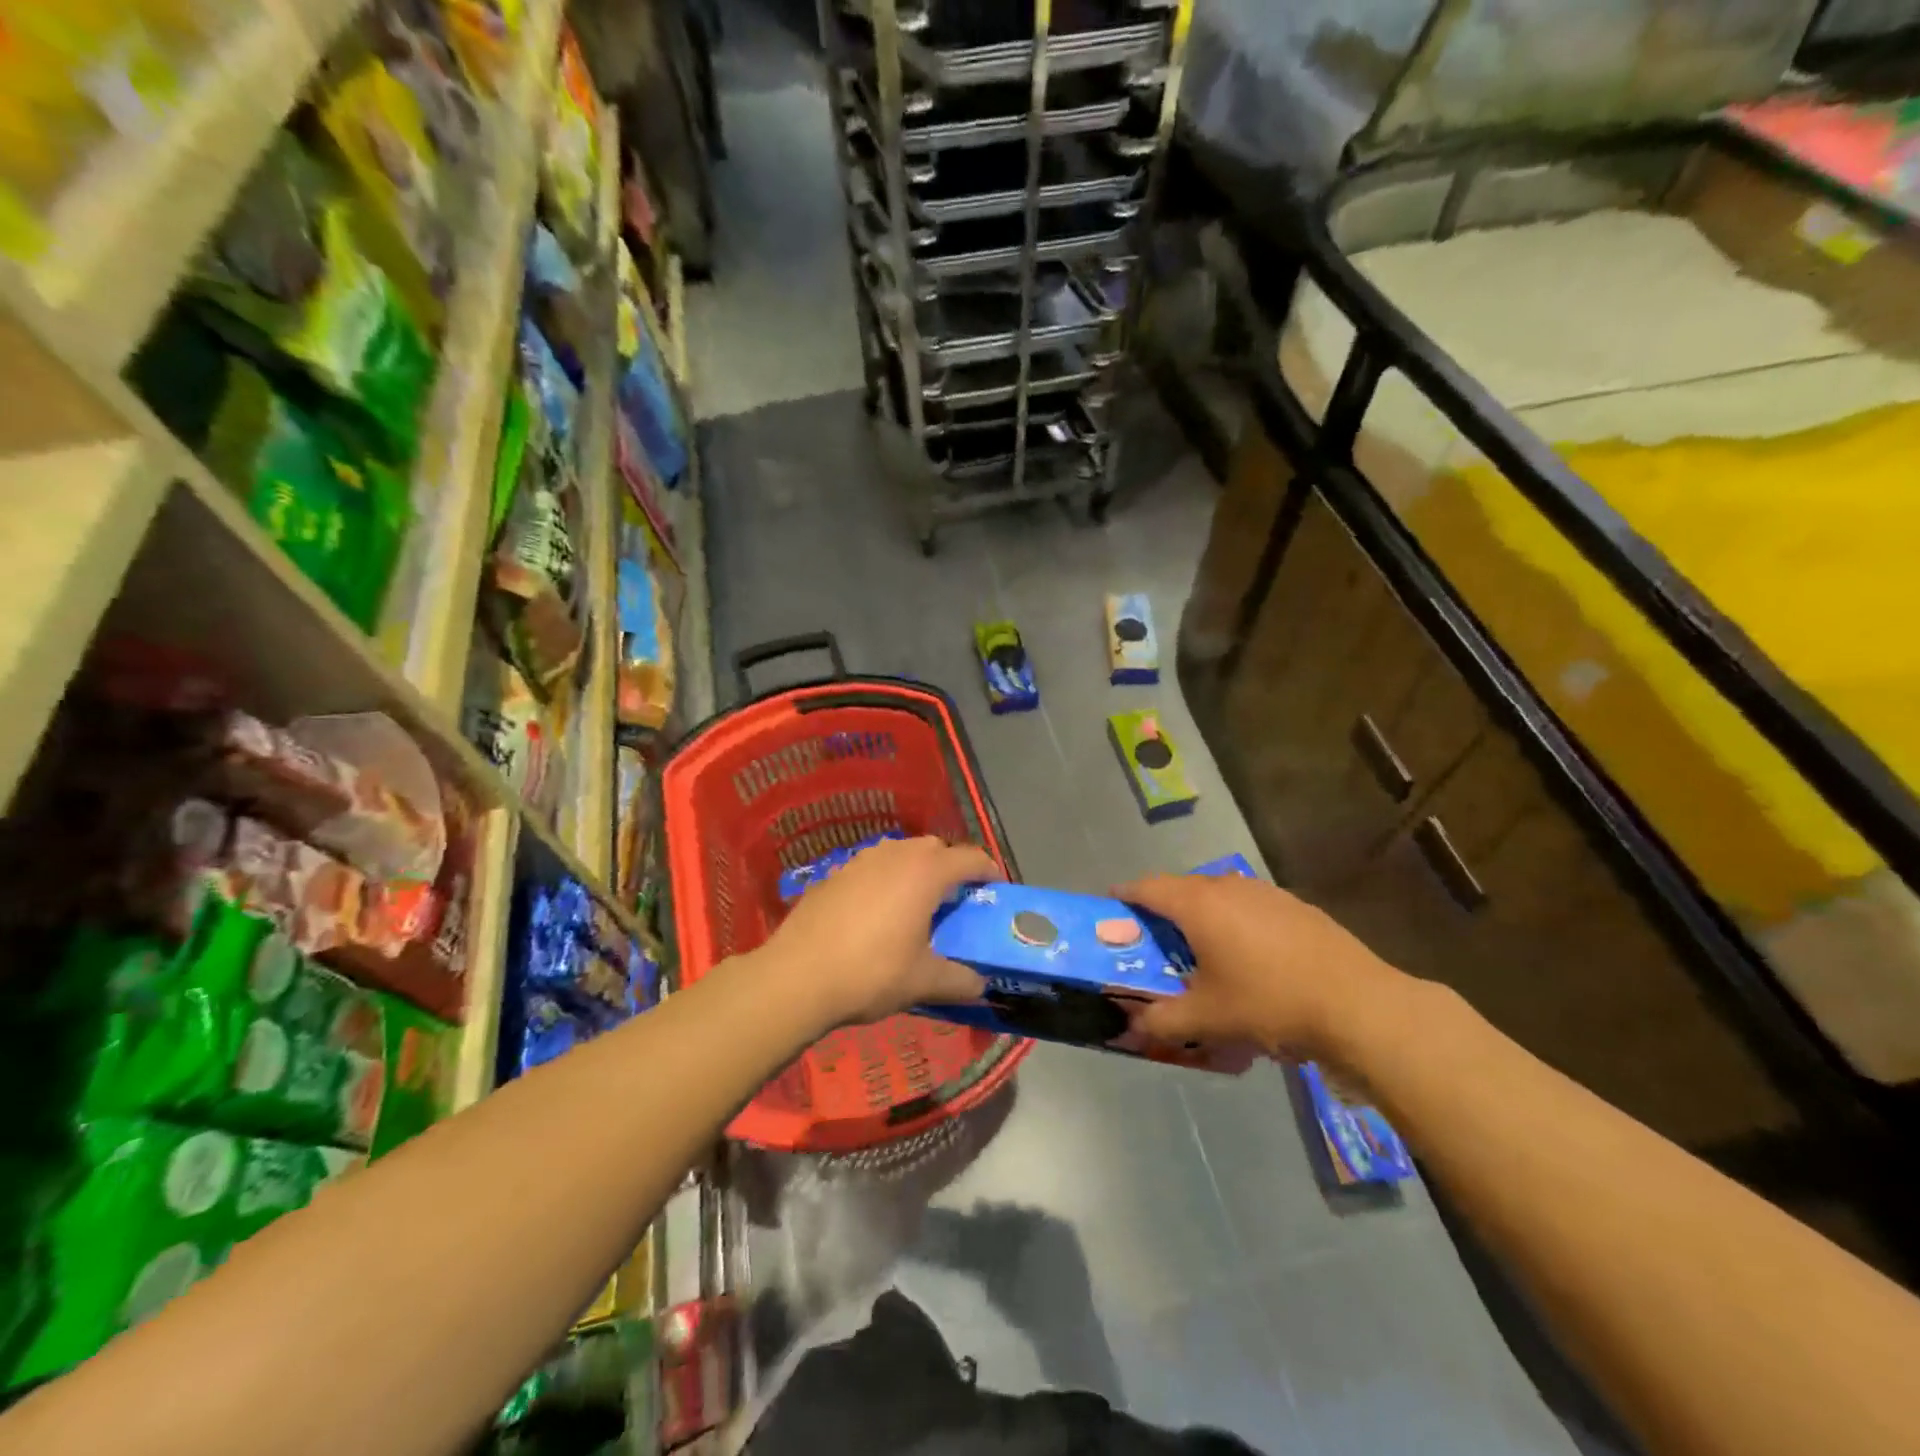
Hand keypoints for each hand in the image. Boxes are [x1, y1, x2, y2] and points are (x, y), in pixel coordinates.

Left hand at [761, 836, 998, 1026]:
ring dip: (916, 870)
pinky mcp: (834, 873)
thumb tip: (980, 984)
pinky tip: (876, 913)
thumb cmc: (871, 973)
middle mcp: (895, 855)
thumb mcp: (924, 981)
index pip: (970, 858)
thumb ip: (960, 980)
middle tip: (955, 901)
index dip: (989, 870)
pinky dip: (885, 880)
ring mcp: (860, 860)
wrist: (797, 976)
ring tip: (916, 905)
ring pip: (900, 854)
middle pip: (935, 849)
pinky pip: (872, 867)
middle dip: (951, 868)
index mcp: (925, 872)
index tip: (996, 888)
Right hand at [1116, 872, 1404, 1061]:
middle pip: (1181, 889)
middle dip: (1161, 911)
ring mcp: (1266, 893)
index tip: (1111, 911)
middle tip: (1152, 942)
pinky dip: (1234, 924)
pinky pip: (1249, 907)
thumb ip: (1161, 1021)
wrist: (1358, 1006)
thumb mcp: (1207, 1020)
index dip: (1124, 897)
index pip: (1146, 887)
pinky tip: (1249, 959)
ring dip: (1200, 916)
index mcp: (1198, 904)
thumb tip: (1131, 1027)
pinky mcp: (1295, 907)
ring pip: (1218, 896)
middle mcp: (1228, 887)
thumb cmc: (1269, 1003)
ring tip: (1200, 952)